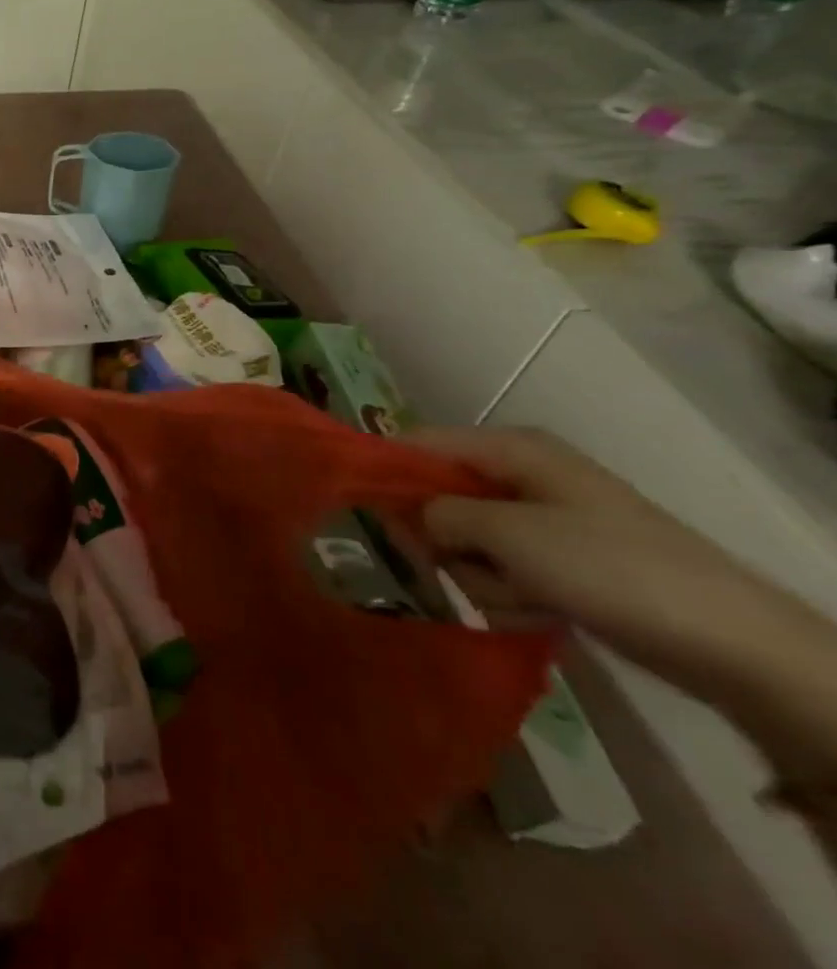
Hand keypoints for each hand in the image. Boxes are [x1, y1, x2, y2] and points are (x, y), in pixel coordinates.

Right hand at [411, 427, 836, 715]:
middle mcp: (523, 475)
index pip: (418, 443)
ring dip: (480, 576)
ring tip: (516, 598)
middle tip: (450, 567)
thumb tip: (409, 518)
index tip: (354, 508)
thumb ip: (439, 515)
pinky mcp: (563, 561)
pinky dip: (511, 594)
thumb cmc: (608, 568)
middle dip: (442, 540)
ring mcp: (545, 520)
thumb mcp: (506, 533)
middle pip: (441, 498)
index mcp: (511, 450)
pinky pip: (505, 570)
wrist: (732, 644)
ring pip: (469, 541)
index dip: (384, 471)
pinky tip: (538, 612)